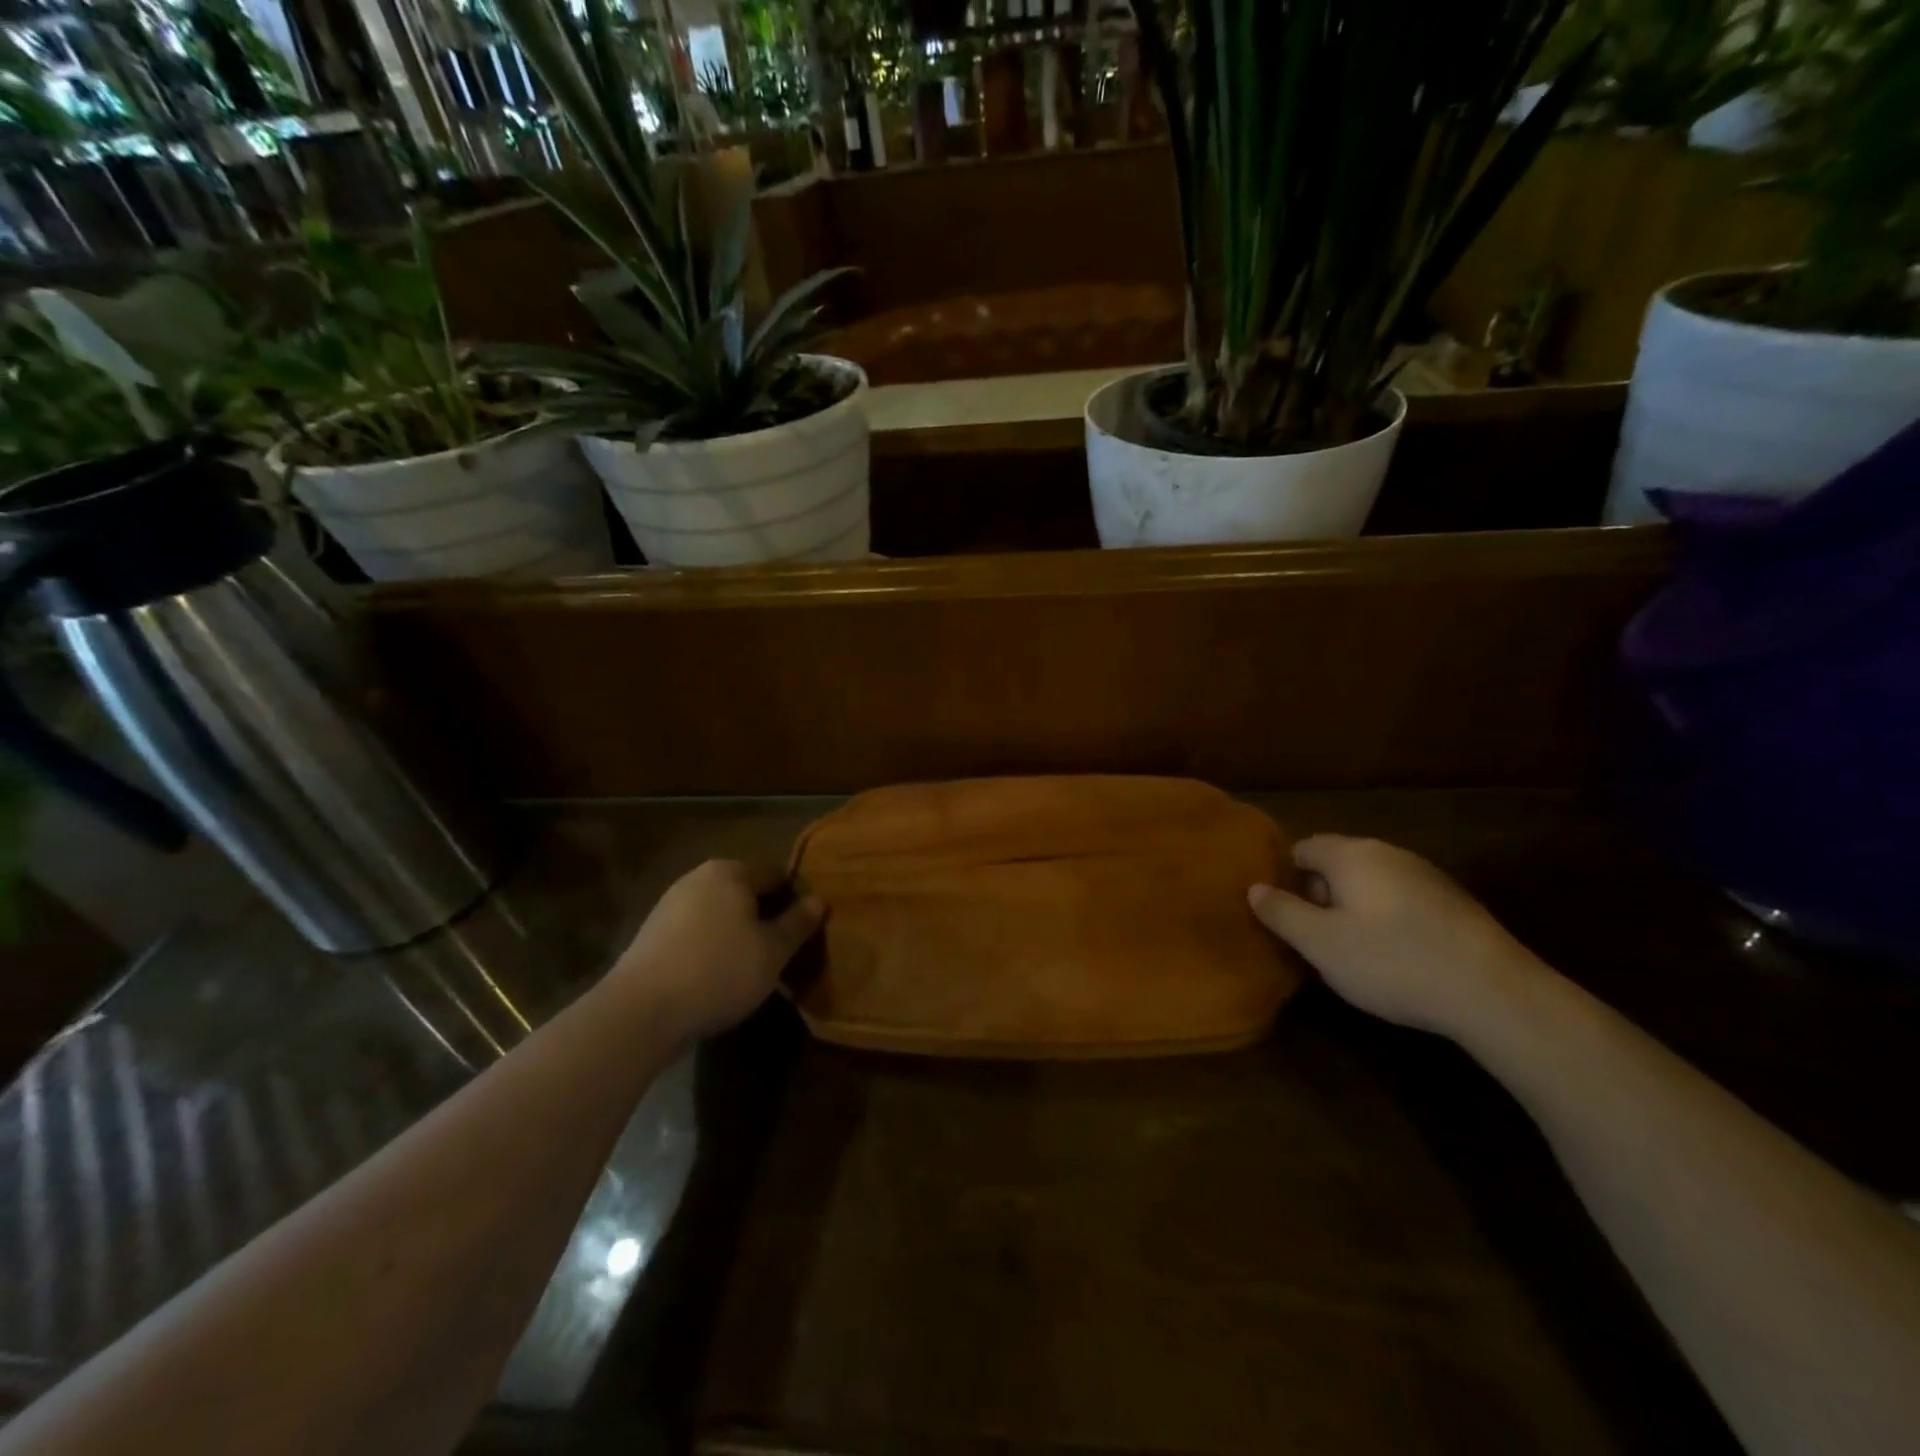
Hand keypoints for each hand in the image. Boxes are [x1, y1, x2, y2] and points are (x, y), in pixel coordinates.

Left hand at [612, 860, 822, 1042]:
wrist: (640, 1011)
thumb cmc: (719, 971)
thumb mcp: (773, 951)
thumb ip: (798, 923)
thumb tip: (819, 900)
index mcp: (731, 871)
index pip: (776, 874)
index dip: (796, 899)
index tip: (806, 929)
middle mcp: (698, 878)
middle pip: (745, 893)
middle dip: (765, 917)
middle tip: (783, 951)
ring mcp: (670, 905)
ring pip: (720, 914)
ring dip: (738, 934)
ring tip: (752, 968)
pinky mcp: (651, 935)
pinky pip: (695, 933)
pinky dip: (711, 947)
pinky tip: (717, 977)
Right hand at [1248, 835, 1546, 1038]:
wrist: (1496, 994)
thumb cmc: (1392, 961)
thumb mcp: (1320, 944)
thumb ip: (1282, 912)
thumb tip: (1254, 888)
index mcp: (1352, 854)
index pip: (1303, 848)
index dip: (1285, 878)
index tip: (1282, 914)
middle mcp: (1388, 853)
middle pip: (1338, 865)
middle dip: (1320, 896)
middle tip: (1313, 939)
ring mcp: (1427, 876)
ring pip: (1372, 885)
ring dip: (1354, 911)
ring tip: (1352, 953)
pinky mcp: (1455, 905)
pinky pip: (1402, 902)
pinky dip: (1388, 922)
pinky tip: (1396, 960)